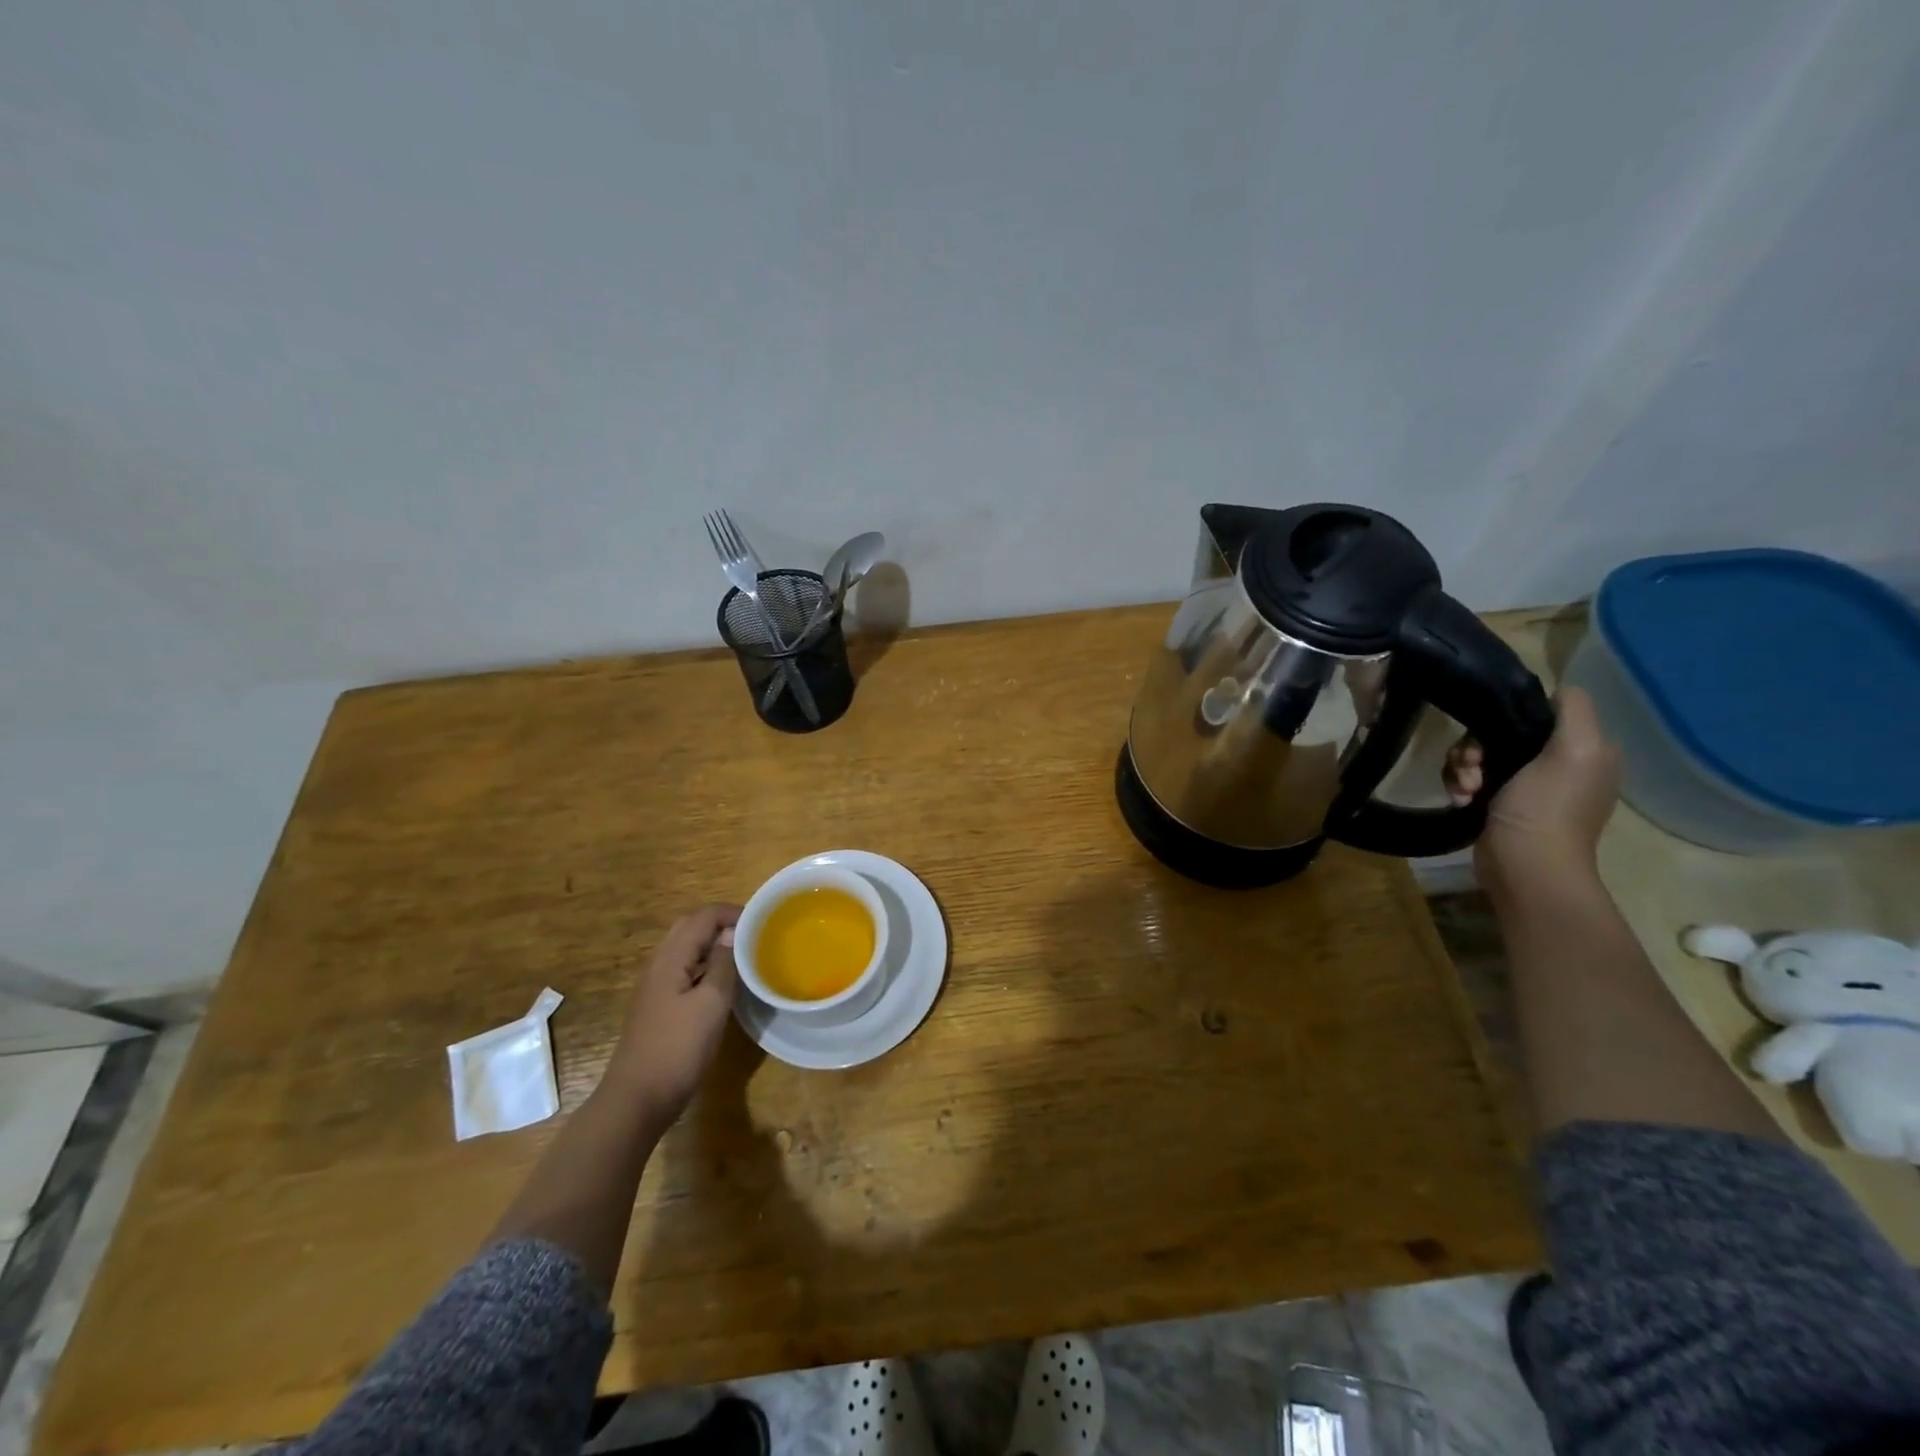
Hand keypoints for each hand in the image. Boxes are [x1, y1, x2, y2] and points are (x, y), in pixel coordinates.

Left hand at [604, 904, 741, 1123]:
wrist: (637, 1099)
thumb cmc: (678, 1048)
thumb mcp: (711, 1003)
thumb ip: (723, 964)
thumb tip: (732, 933)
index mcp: (671, 958)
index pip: (703, 917)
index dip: (733, 913)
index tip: (762, 921)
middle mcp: (659, 964)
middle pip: (690, 927)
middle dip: (721, 923)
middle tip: (753, 934)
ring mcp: (655, 986)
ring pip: (686, 949)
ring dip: (713, 944)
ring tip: (744, 955)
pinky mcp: (658, 1005)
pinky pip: (684, 969)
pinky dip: (705, 964)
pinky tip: (723, 983)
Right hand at [1443, 687, 1620, 887]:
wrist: (1524, 865)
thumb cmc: (1547, 806)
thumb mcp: (1575, 749)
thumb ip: (1573, 710)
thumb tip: (1556, 688)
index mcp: (1584, 750)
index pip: (1536, 714)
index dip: (1507, 718)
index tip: (1490, 737)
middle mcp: (1560, 765)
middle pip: (1501, 734)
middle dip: (1476, 748)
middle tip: (1472, 767)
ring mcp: (1527, 787)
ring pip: (1479, 756)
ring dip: (1462, 768)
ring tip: (1464, 789)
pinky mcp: (1499, 805)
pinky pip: (1469, 779)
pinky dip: (1459, 786)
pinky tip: (1460, 800)